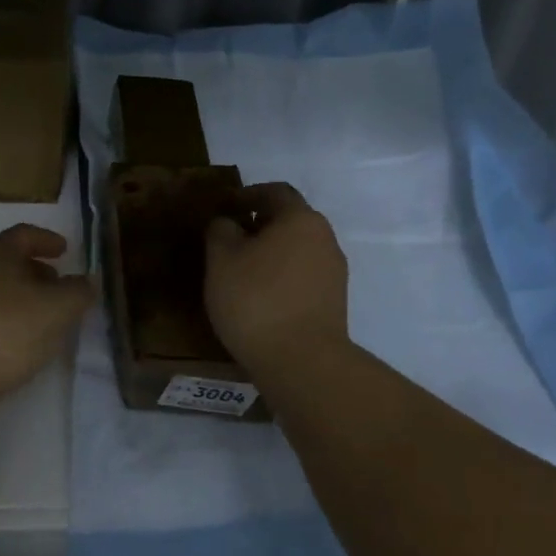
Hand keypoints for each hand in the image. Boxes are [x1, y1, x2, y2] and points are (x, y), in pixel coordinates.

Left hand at [0, 225, 93, 430]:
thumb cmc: (7, 330)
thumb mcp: (57, 308)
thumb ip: (78, 292)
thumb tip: (88, 281)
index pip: (24, 234)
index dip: (47, 239)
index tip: (66, 250)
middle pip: (10, 262)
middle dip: (38, 271)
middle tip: (62, 286)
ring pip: (2, 293)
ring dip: (27, 300)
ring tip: (52, 319)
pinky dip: (14, 323)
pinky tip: (29, 345)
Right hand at [204, 182, 349, 375]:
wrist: (303, 364)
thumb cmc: (256, 299)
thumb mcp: (221, 259)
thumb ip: (220, 230)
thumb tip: (228, 222)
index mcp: (300, 218)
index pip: (273, 192)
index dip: (246, 194)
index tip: (223, 208)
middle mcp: (324, 238)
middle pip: (289, 219)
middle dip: (259, 224)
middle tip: (229, 239)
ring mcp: (334, 272)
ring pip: (297, 249)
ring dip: (271, 252)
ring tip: (241, 270)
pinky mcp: (334, 302)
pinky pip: (303, 275)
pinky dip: (282, 276)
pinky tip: (260, 295)